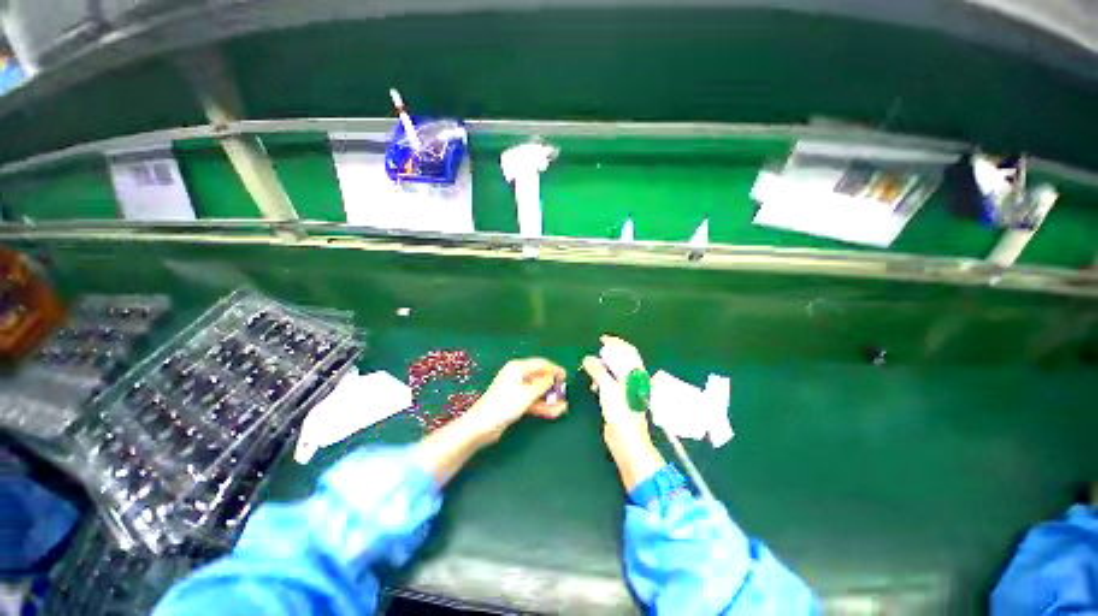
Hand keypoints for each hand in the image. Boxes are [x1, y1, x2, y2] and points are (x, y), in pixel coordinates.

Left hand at [465, 357, 567, 442]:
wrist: (482, 425)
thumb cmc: (505, 404)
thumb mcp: (528, 393)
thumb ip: (543, 384)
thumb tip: (552, 377)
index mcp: (518, 367)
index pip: (541, 363)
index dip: (555, 369)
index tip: (566, 377)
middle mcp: (517, 375)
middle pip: (539, 377)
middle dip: (553, 386)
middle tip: (565, 393)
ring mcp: (515, 389)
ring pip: (537, 391)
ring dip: (549, 398)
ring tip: (563, 406)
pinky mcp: (514, 402)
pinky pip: (532, 400)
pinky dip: (542, 405)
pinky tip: (554, 412)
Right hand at [582, 336, 664, 490]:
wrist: (626, 441)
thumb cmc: (621, 412)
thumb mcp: (608, 388)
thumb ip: (598, 371)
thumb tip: (588, 359)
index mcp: (635, 374)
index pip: (628, 352)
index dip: (616, 343)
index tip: (603, 339)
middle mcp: (632, 380)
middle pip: (621, 361)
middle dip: (607, 355)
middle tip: (594, 353)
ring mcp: (625, 390)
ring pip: (613, 372)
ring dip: (602, 368)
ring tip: (591, 368)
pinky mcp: (618, 400)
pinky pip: (609, 384)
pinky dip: (601, 380)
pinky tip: (593, 385)